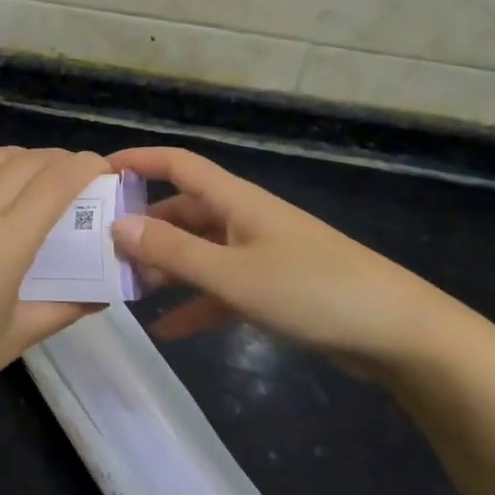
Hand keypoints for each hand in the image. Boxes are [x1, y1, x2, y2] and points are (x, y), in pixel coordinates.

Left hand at [0, 146, 107, 421]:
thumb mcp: (14, 339)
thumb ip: (62, 310)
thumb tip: (101, 297)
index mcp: (7, 242)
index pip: (56, 184)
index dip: (84, 167)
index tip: (102, 168)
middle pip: (27, 164)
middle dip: (59, 159)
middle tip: (76, 173)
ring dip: (19, 155)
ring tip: (35, 168)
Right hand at [107, 146, 454, 378]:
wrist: (398, 334)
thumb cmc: (312, 290)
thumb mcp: (233, 274)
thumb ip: (172, 252)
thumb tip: (117, 226)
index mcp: (235, 200)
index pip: (177, 164)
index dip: (138, 161)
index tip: (96, 174)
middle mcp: (243, 218)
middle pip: (182, 210)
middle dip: (143, 227)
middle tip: (102, 250)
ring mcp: (259, 253)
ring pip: (199, 251)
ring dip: (165, 268)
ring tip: (125, 291)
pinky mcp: (273, 287)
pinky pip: (221, 288)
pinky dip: (195, 303)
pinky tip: (167, 329)